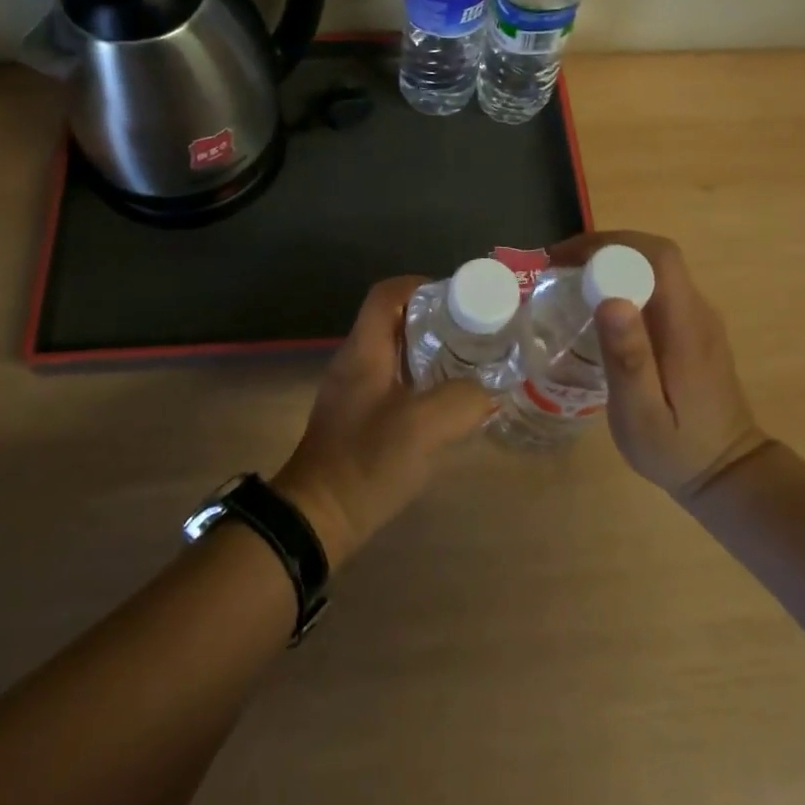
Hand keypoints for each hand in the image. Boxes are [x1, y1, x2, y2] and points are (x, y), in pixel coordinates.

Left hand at [273, 277, 496, 568]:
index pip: (387, 294)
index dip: (421, 285)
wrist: (317, 518)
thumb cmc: (364, 462)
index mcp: (364, 350)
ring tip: (470, 363)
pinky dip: (423, 381)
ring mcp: (355, 391)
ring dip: (431, 352)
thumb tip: (488, 391)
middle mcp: (356, 361)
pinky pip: (395, 382)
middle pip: (395, 320)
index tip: (459, 299)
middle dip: (435, 320)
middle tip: (474, 332)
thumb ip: (461, 401)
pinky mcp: (359, 417)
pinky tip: (448, 403)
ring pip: (396, 353)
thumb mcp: (421, 428)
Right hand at [550, 231, 770, 499]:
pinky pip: (657, 288)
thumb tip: (610, 300)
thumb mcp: (642, 415)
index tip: (565, 259)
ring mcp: (699, 318)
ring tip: (569, 279)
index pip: (657, 257)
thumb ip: (629, 359)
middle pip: (655, 255)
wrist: (728, 473)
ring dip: (612, 262)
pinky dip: (624, 281)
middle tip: (558, 266)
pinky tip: (597, 304)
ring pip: (655, 268)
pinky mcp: (693, 328)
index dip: (610, 245)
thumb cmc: (678, 449)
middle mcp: (698, 312)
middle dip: (604, 249)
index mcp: (686, 326)